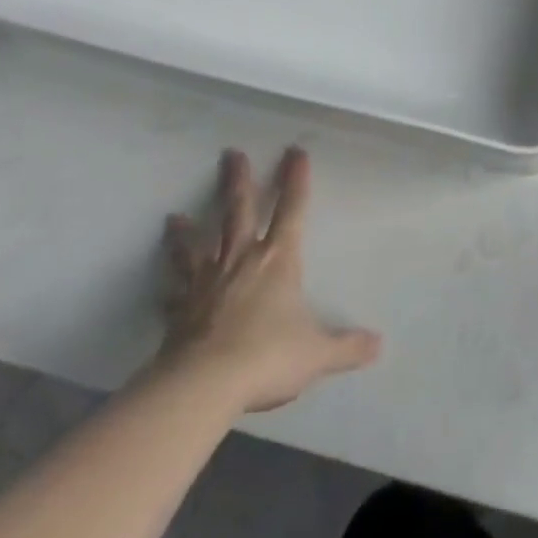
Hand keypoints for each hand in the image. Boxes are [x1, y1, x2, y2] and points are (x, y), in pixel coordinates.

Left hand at [157, 148, 380, 411]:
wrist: (201, 387)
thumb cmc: (266, 356)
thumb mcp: (316, 353)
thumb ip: (346, 347)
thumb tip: (378, 345)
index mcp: (278, 259)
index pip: (292, 209)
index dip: (296, 180)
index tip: (295, 151)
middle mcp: (241, 260)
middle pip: (238, 211)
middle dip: (238, 181)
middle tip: (231, 153)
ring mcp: (205, 285)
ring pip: (196, 248)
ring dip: (187, 232)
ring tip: (173, 217)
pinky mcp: (178, 313)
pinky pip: (172, 295)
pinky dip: (167, 289)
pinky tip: (160, 289)